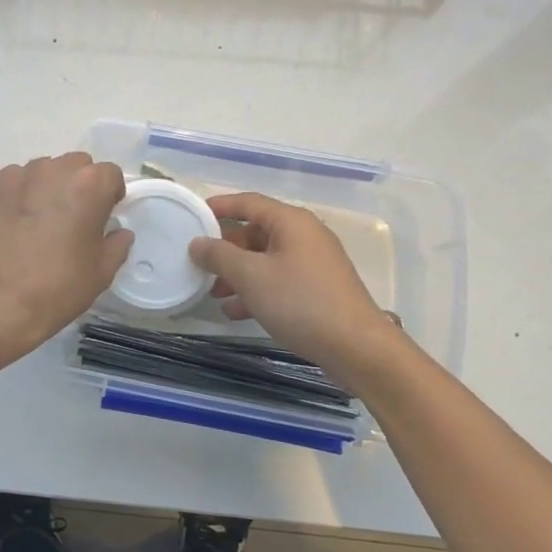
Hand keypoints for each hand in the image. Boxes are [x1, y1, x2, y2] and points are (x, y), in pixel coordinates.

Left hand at [0, 153, 131, 361]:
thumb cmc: (58, 288)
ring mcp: (18, 176)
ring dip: (49, 187)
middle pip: (76, 165)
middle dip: (80, 185)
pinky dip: (20, 195)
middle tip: (74, 218)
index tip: (104, 215)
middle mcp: (54, 170)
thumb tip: (119, 233)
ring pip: (44, 170)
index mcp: (88, 185)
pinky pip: (15, 182)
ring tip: (41, 221)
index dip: (110, 194)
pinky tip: (16, 223)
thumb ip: (117, 244)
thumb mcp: (101, 272)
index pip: (109, 173)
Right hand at [188, 192, 392, 366]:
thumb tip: (197, 242)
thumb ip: (219, 256)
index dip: (219, 206)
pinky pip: (279, 281)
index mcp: (291, 222)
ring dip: (238, 274)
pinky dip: (257, 291)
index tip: (193, 216)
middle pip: (256, 232)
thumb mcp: (251, 276)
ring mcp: (313, 264)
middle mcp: (304, 236)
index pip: (248, 203)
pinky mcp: (318, 290)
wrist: (357, 348)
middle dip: (226, 249)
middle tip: (199, 264)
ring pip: (266, 260)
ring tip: (214, 294)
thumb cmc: (300, 302)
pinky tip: (236, 312)